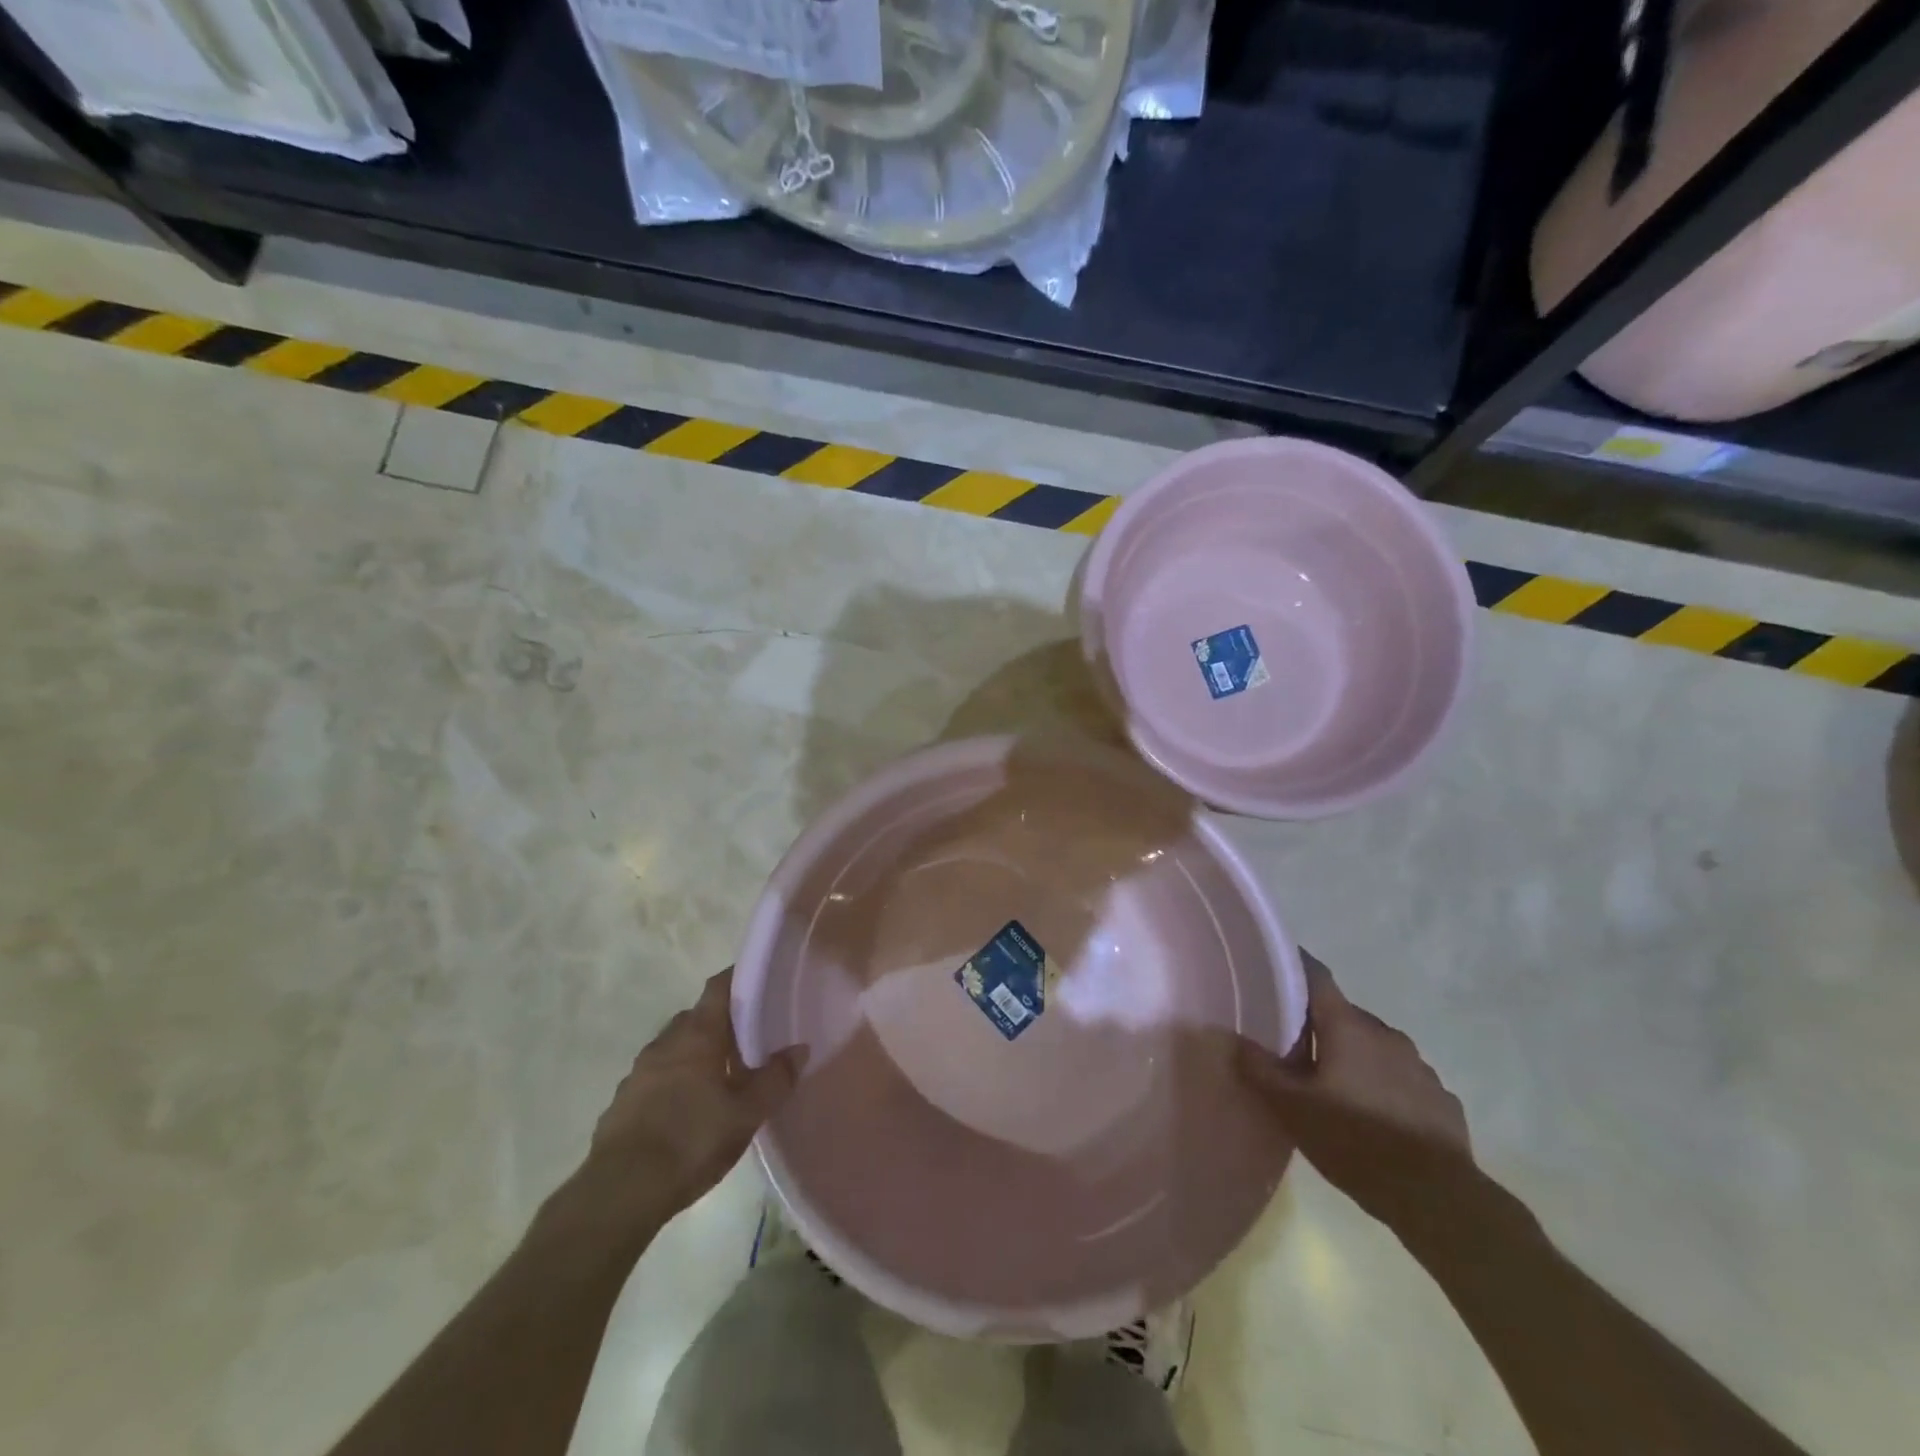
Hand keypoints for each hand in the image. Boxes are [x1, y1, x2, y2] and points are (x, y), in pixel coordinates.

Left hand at [569, 969, 805, 1237]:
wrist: (619, 1193)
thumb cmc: (691, 1141)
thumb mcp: (747, 1114)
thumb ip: (776, 1079)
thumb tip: (798, 1049)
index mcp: (697, 1034)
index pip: (719, 987)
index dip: (739, 978)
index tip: (761, 982)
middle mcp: (666, 1042)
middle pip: (698, 1017)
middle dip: (722, 1023)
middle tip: (750, 1040)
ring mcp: (639, 1071)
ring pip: (676, 1048)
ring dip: (697, 1054)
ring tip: (721, 1079)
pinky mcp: (623, 1101)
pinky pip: (657, 1077)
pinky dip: (675, 1081)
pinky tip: (688, 1111)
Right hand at [1238, 953, 1472, 1229]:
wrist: (1439, 1201)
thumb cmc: (1356, 1141)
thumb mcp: (1292, 1108)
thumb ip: (1259, 1069)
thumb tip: (1231, 1037)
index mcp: (1347, 1026)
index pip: (1317, 976)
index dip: (1295, 966)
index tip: (1274, 968)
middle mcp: (1385, 1034)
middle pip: (1344, 1016)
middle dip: (1321, 1028)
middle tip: (1296, 1051)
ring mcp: (1420, 1066)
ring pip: (1376, 1049)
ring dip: (1355, 1059)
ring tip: (1335, 1091)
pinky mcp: (1442, 1100)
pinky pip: (1404, 1081)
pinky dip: (1385, 1089)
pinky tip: (1375, 1120)